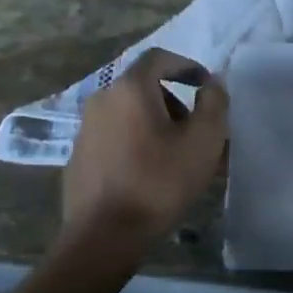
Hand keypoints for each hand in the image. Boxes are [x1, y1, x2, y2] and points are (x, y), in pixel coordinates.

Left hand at [60, 48, 228, 248]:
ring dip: (156, 125)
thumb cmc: (159, 182)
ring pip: (128, 114)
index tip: (205, 86)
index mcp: (130, 89)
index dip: (186, 65)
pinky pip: (114, 137)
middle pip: (143, 87)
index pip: (159, 58)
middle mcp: (102, 99)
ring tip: (177, 157)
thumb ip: (214, 103)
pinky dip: (135, 143)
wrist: (104, 235)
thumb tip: (213, 83)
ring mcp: (85, 129)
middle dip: (174, 102)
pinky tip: (149, 174)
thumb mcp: (203, 141)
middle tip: (196, 131)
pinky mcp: (79, 156)